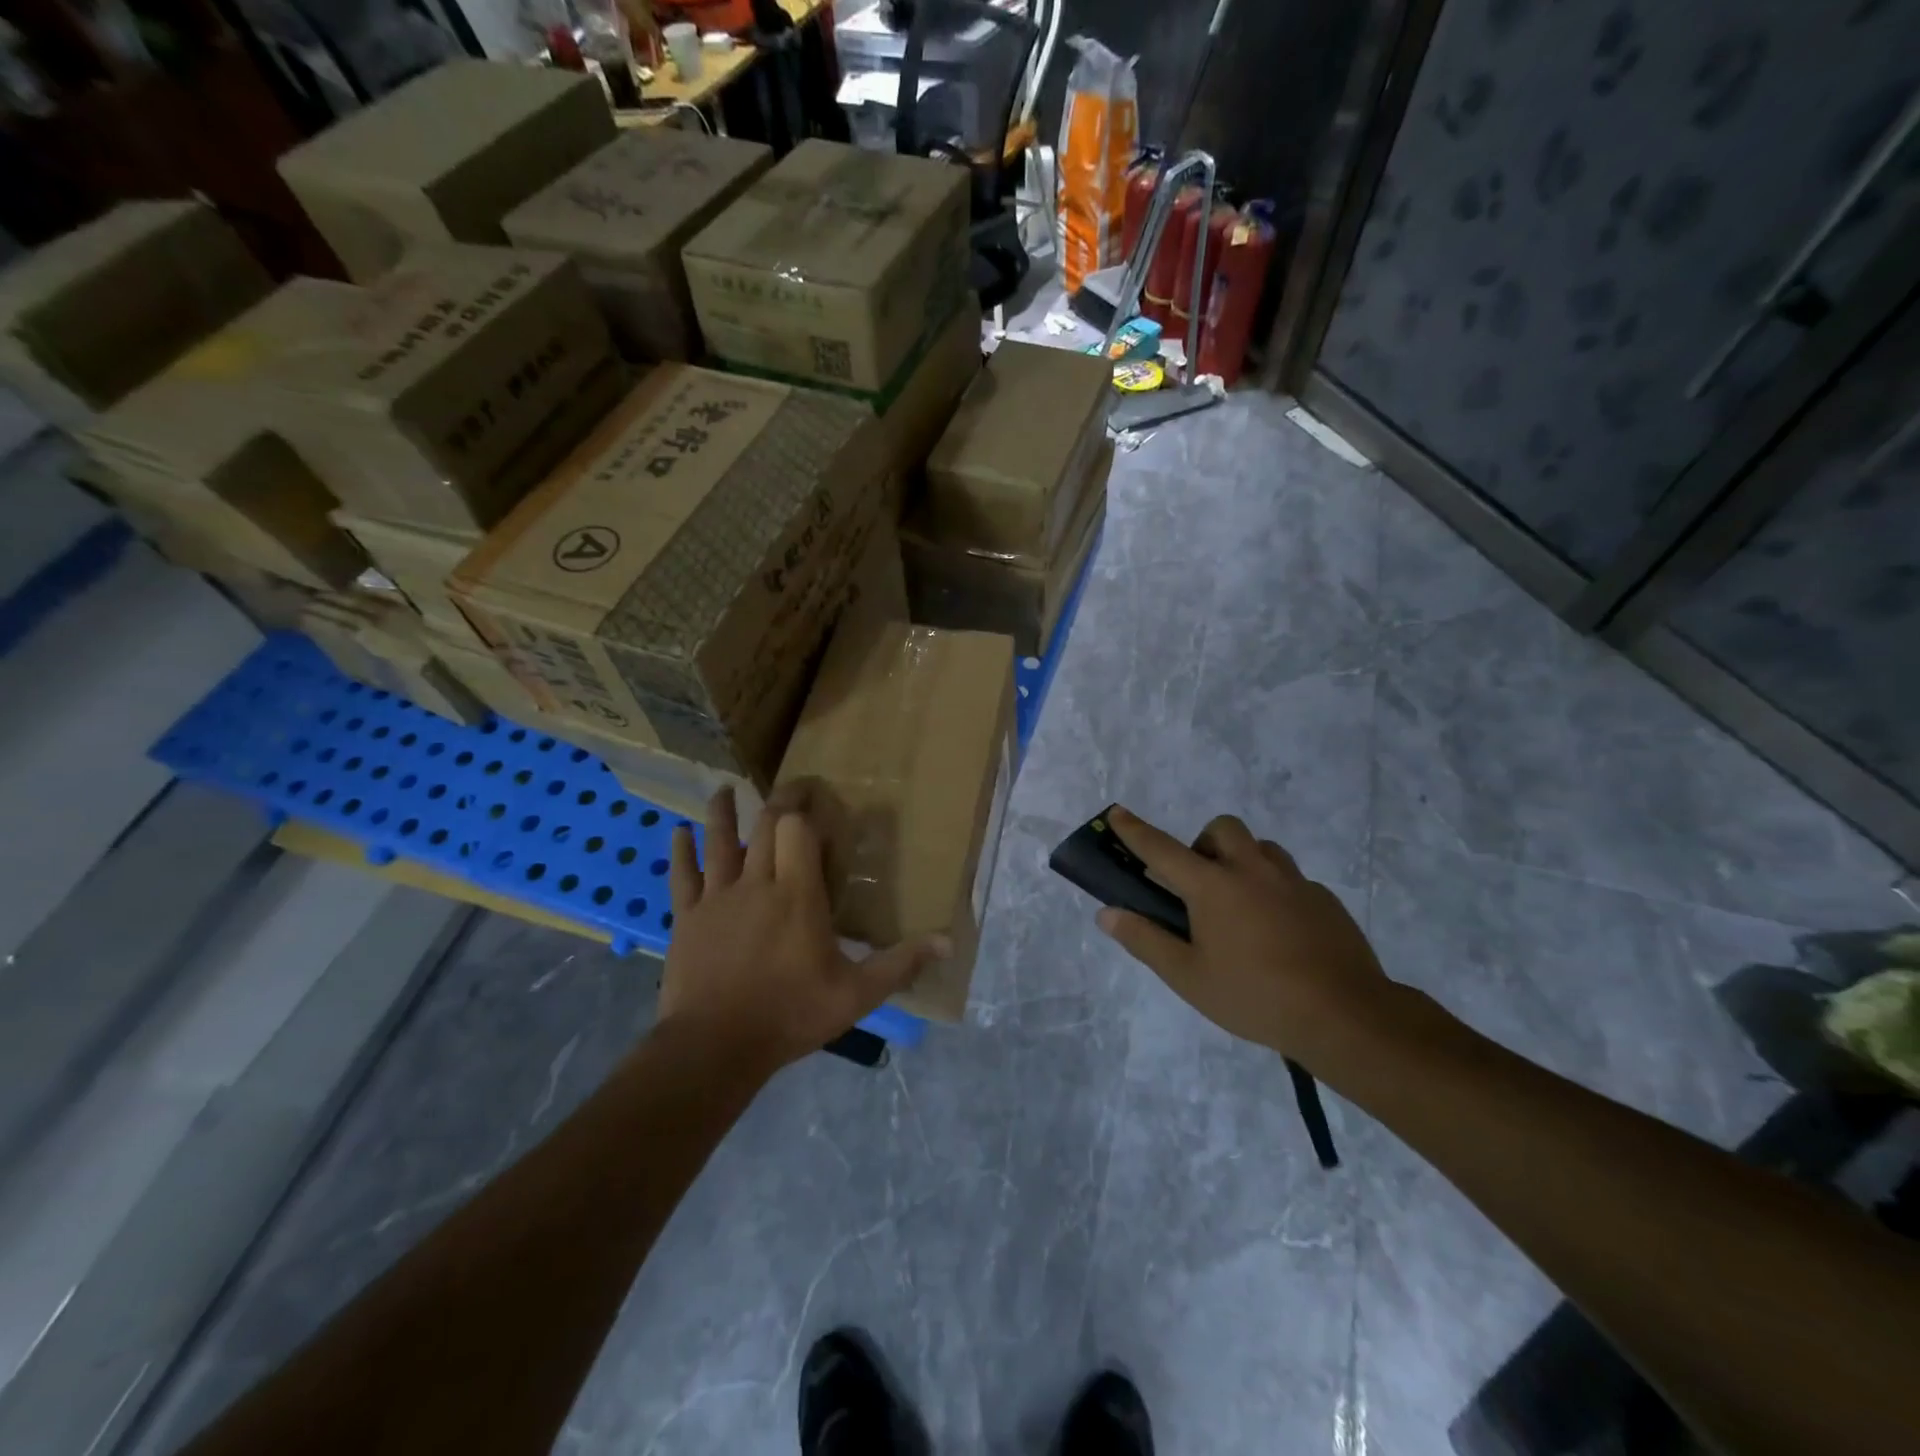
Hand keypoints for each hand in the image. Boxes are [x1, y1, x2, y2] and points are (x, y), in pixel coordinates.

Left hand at [658, 788, 948, 1069]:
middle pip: (766, 827)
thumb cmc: (790, 1015)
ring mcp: (718, 898)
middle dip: (779, 802)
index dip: (806, 808)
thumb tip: (947, 942)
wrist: (715, 1047)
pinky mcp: (688, 918)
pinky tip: (677, 832)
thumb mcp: (856, 995)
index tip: (817, 795)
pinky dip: (681, 852)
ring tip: (724, 789)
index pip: (799, 831)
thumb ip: (900, 964)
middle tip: (789, 788)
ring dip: (723, 813)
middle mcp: (757, 884)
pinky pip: (683, 876)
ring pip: (720, 842)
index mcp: (798, 894)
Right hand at [1095, 806, 1392, 1063]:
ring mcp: (1294, 882)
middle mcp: (1252, 870)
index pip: (1162, 849)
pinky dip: (1273, 889)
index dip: (1135, 830)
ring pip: (1261, 848)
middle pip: (1222, 829)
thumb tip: (1107, 914)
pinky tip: (1277, 931)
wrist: (1346, 1015)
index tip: (1117, 812)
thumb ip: (1145, 940)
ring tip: (1238, 904)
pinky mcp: (1324, 900)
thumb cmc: (1255, 996)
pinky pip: (1290, 878)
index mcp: (1213, 886)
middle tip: (1198, 884)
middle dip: (1203, 843)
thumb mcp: (1188, 977)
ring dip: (1241, 860)